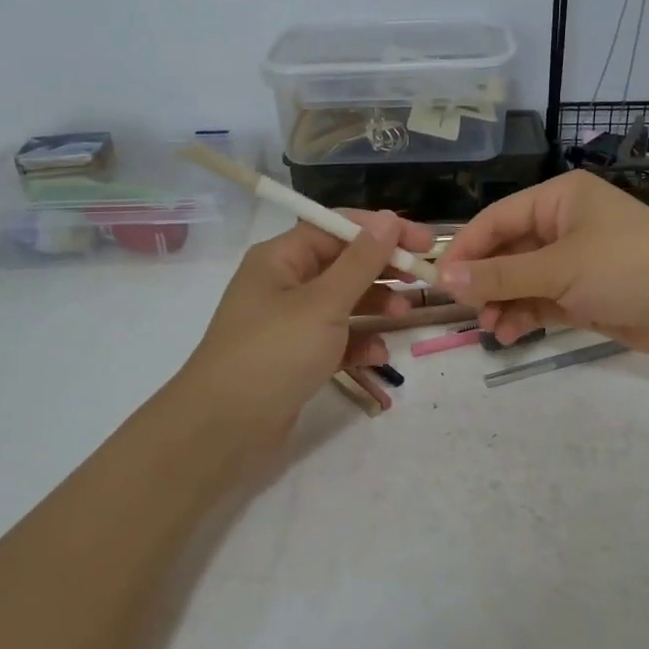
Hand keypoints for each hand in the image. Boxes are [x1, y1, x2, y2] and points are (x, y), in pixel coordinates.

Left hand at [176, 210, 436, 448]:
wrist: (223, 430)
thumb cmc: (274, 354)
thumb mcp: (323, 303)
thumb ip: (360, 262)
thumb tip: (389, 219)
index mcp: (280, 258)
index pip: (336, 227)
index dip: (381, 230)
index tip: (424, 242)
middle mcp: (282, 284)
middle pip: (341, 263)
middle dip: (382, 268)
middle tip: (423, 277)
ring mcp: (288, 323)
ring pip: (342, 302)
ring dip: (375, 304)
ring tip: (403, 315)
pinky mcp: (295, 358)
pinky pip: (335, 339)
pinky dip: (358, 342)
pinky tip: (378, 355)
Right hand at [437, 172, 648, 358]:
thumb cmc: (628, 267)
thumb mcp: (559, 268)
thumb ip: (500, 275)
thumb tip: (444, 278)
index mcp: (559, 199)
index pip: (496, 219)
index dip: (465, 248)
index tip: (438, 279)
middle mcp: (563, 225)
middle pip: (507, 251)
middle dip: (485, 280)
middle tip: (465, 309)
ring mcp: (575, 262)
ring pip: (522, 280)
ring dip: (502, 302)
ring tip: (490, 327)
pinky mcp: (585, 295)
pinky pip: (542, 302)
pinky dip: (524, 316)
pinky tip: (508, 334)